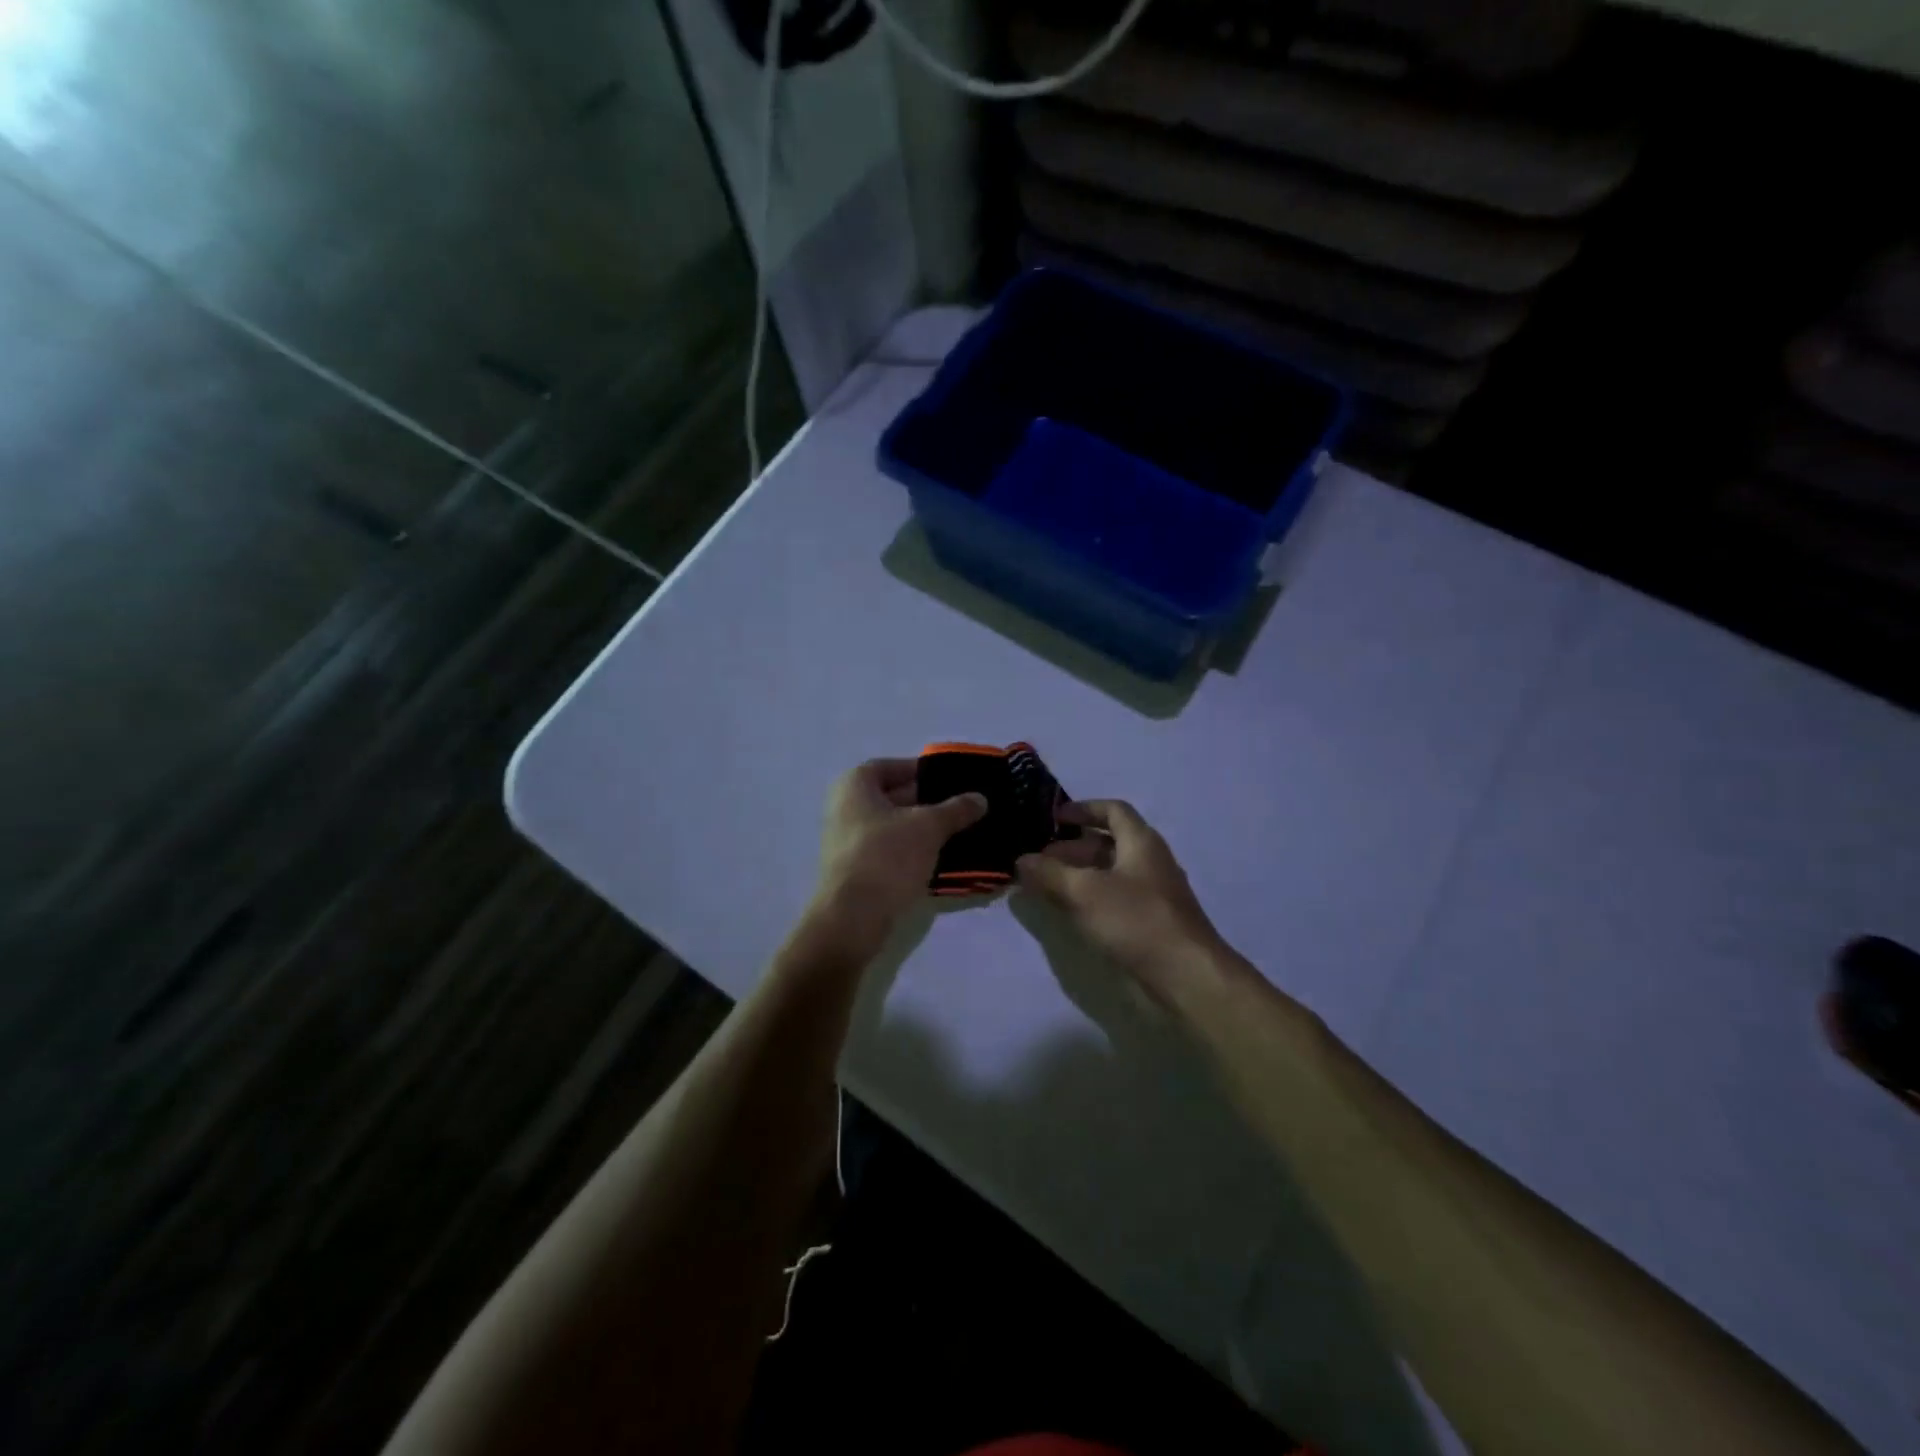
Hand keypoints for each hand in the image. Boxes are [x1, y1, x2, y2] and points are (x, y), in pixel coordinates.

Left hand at [807, 759, 987, 962]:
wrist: (853, 918)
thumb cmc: (887, 856)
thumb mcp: (929, 827)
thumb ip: (956, 809)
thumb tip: (980, 798)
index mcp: (855, 785)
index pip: (892, 766)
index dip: (922, 770)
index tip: (951, 781)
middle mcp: (845, 808)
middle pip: (893, 796)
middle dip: (928, 801)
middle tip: (963, 808)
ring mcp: (848, 841)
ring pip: (894, 827)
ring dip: (923, 829)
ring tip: (960, 833)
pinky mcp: (856, 870)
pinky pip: (890, 851)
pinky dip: (913, 852)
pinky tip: (942, 859)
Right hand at [1015, 800, 1233, 1007]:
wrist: (1187, 976)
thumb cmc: (1137, 920)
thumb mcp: (1085, 892)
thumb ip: (1050, 874)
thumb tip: (1022, 860)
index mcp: (1141, 842)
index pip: (1113, 810)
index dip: (1083, 809)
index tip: (1054, 818)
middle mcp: (1150, 861)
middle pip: (1109, 842)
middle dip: (1072, 847)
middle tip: (1040, 860)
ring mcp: (1153, 893)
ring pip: (1110, 873)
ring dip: (1078, 874)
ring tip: (1046, 886)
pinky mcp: (1151, 922)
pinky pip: (1115, 898)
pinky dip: (1090, 897)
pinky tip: (1070, 912)